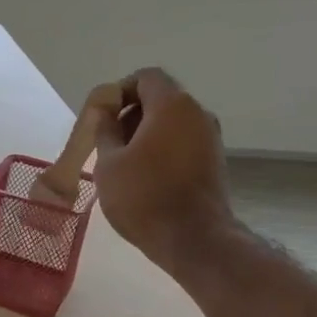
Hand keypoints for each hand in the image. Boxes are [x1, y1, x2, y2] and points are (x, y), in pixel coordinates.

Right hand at [92, 68, 235, 271]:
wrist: (193, 238)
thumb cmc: (143, 196)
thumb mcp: (109, 163)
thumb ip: (105, 130)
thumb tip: (105, 112)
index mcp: (172, 106)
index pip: (146, 77)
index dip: (120, 90)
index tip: (103, 117)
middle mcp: (197, 114)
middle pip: (160, 98)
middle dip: (131, 114)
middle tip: (107, 142)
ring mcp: (210, 138)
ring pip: (172, 122)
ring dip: (145, 134)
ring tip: (122, 163)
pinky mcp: (213, 160)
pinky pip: (182, 141)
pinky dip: (161, 149)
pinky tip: (143, 176)